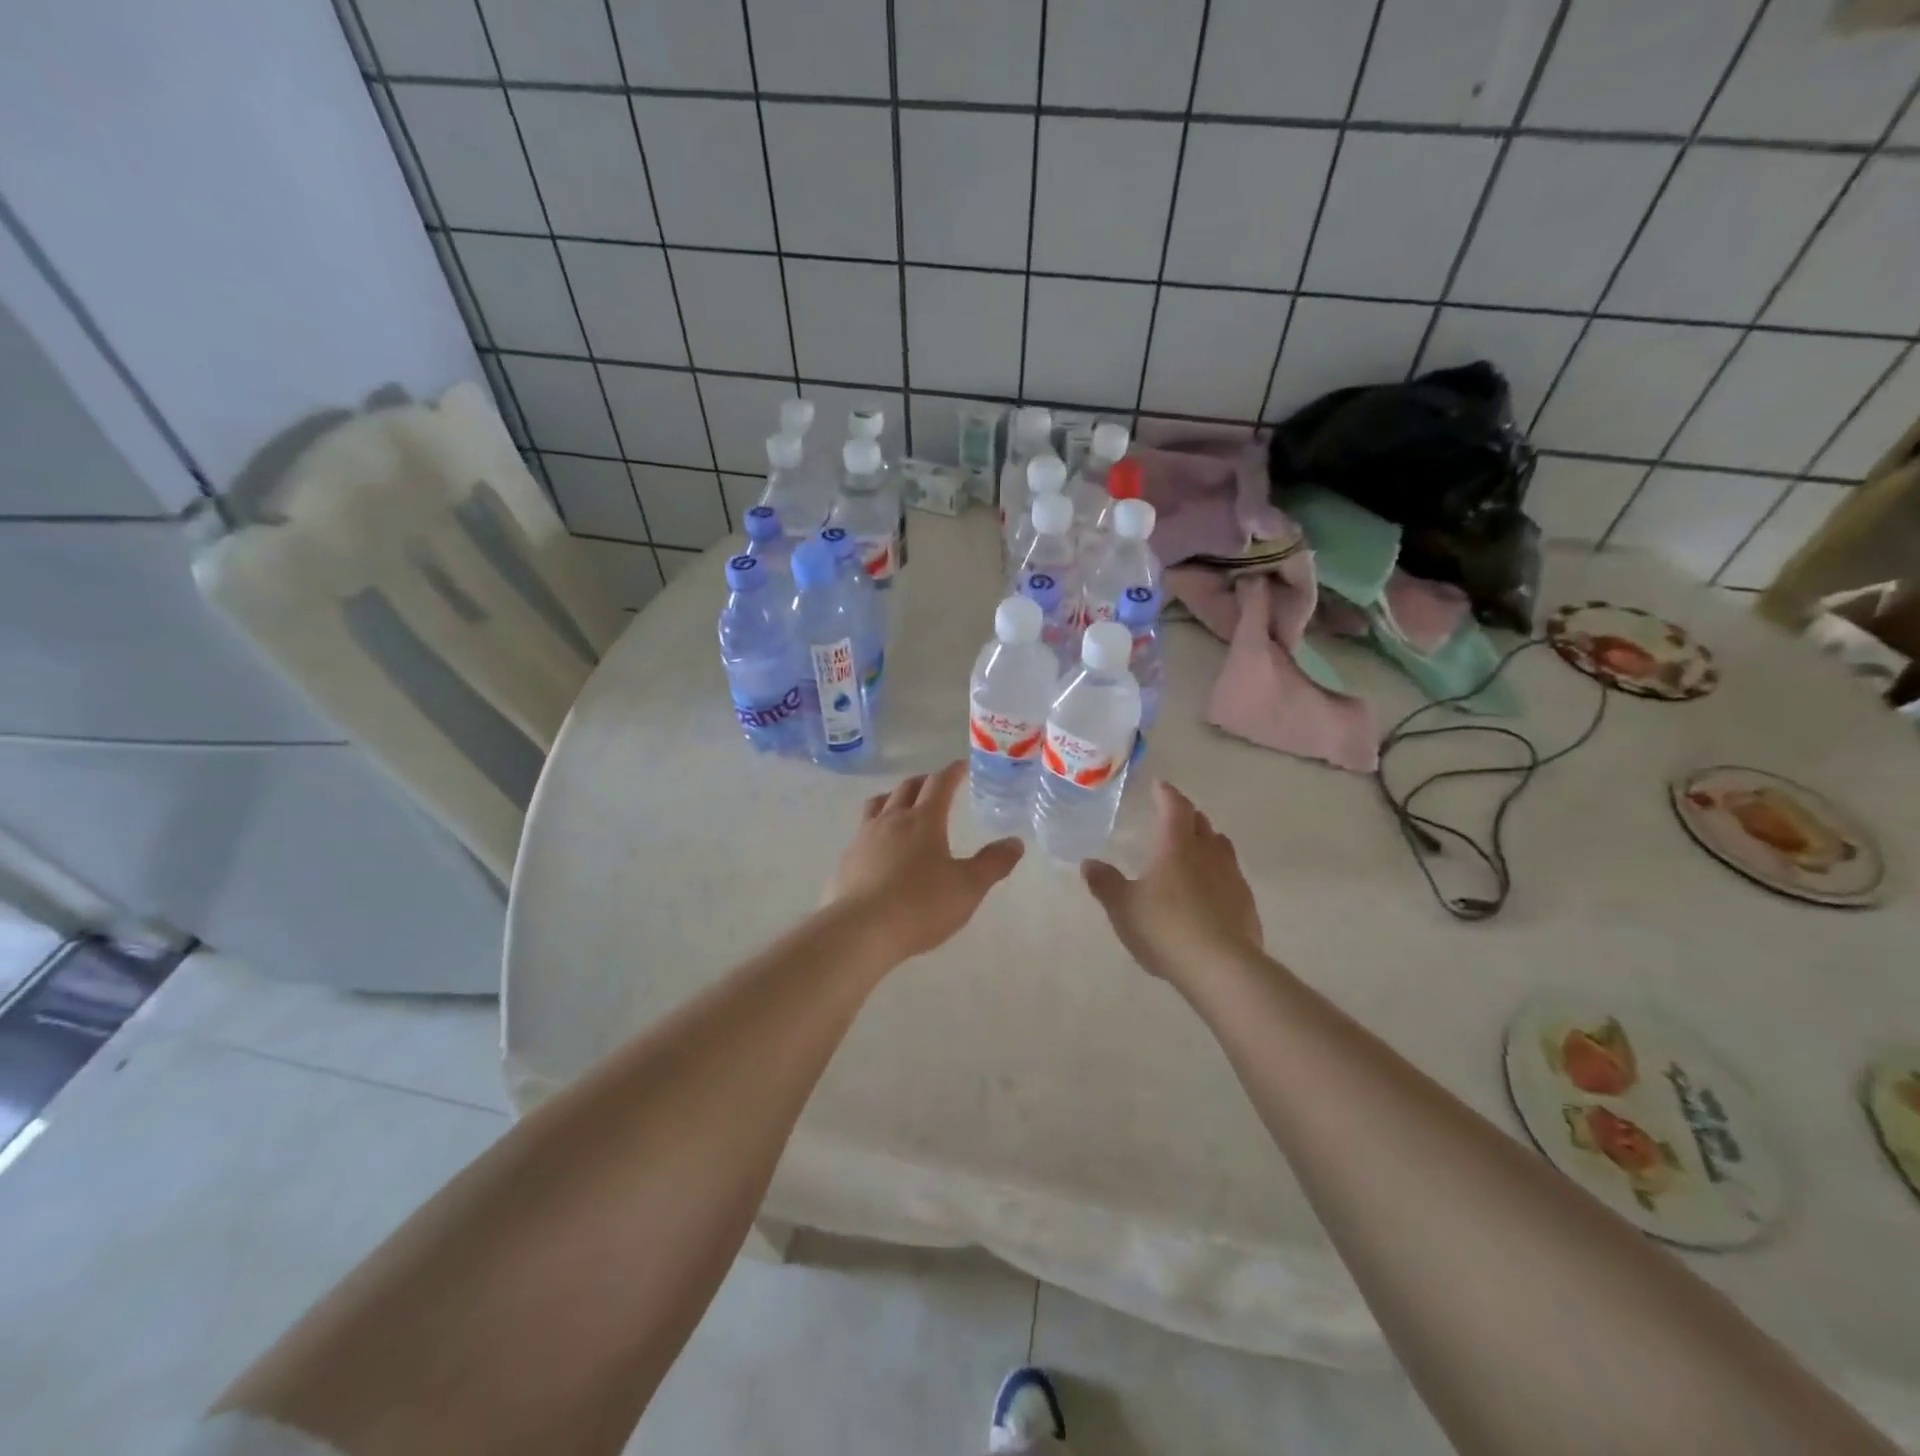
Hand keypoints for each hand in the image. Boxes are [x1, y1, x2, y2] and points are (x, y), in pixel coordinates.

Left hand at [822, 761, 1023, 963]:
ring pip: (878, 804)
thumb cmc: (921, 905)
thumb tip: (1014, 842)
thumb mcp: (968, 888)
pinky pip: (862, 832)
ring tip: (902, 806)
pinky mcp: (846, 860)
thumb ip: (993, 863)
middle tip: (936, 785)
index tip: (961, 766)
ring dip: (893, 798)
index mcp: (924, 820)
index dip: (952, 772)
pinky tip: (879, 848)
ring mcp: (864, 838)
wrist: (860, 931)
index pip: (939, 783)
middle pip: (906, 788)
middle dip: (924, 781)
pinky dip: (875, 828)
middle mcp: (891, 820)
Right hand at [1082, 781, 1262, 984]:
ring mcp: (1232, 878)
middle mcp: (1208, 854)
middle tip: (1174, 817)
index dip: (1167, 794)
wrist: (1221, 967)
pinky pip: (1232, 877)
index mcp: (1176, 846)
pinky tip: (1210, 892)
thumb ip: (1105, 883)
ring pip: (1221, 848)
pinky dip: (1219, 874)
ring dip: (1207, 841)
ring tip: (1194, 849)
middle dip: (1187, 816)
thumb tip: (1089, 863)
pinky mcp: (1246, 904)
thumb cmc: (1165, 928)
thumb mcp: (1123, 907)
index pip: (1175, 807)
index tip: (1160, 786)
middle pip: (1201, 823)